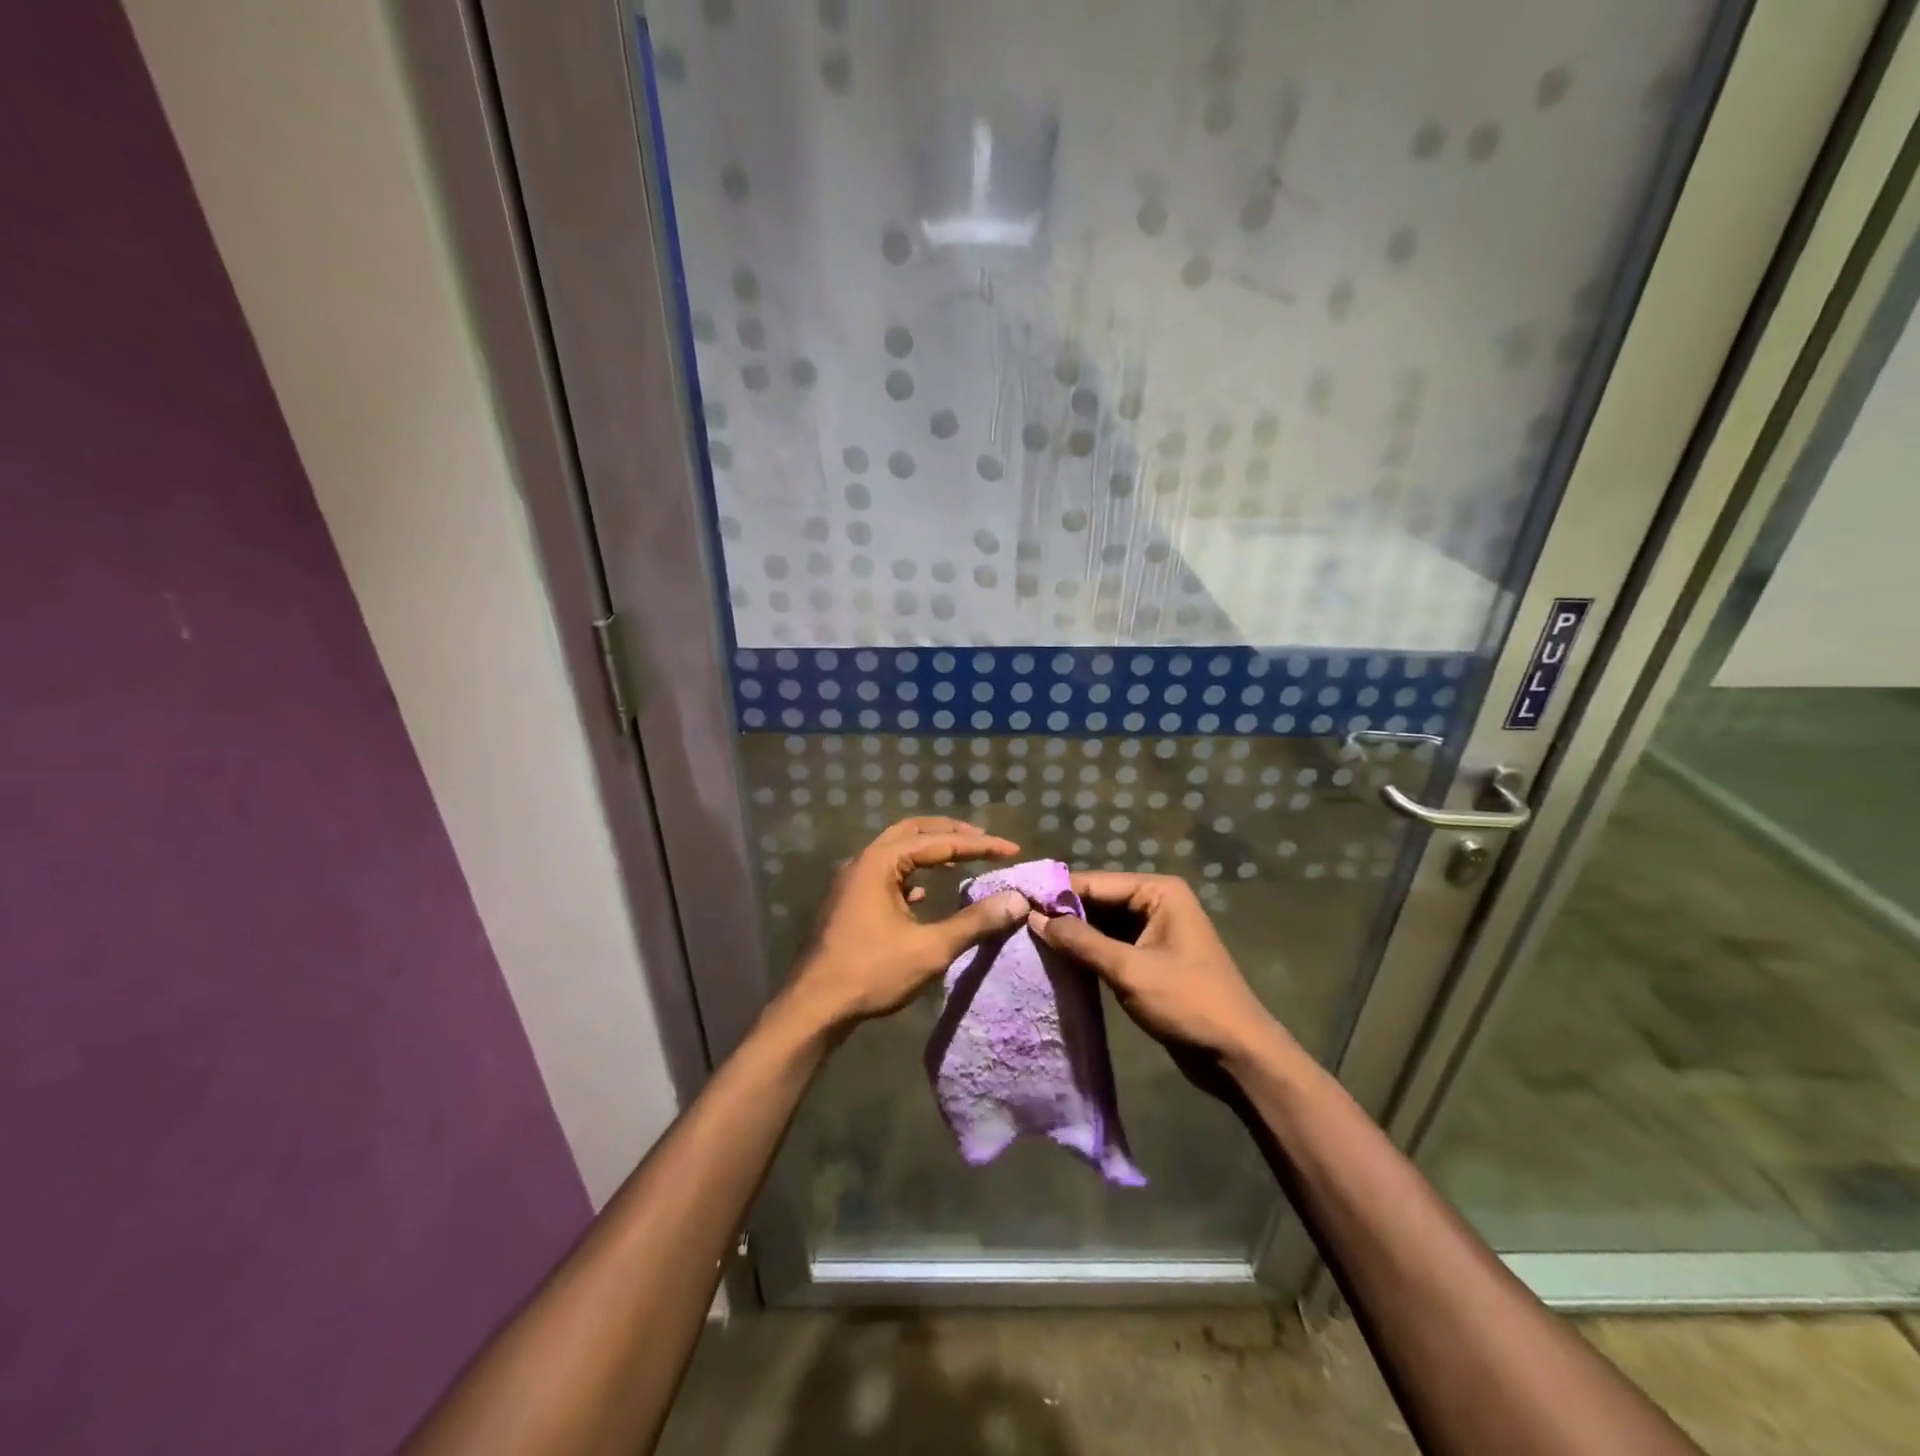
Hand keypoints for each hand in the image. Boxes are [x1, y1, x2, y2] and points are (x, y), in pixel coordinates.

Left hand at [783, 817, 1027, 1030]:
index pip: (939, 842)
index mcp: (881, 862)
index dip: (979, 845)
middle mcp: (864, 862)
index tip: (1011, 849)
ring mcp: (852, 881)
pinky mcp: (849, 902)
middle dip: (950, 833)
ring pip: (896, 852)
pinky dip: (910, 874)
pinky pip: (885, 874)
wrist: (814, 1006)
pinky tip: (923, 893)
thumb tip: (1017, 901)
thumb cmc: (871, 972)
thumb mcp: (930, 948)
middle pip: (913, 832)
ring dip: (929, 851)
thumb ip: (975, 922)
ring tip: (959, 860)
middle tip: (983, 841)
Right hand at [1029, 871, 1288, 1063]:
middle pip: (1097, 901)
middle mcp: (1155, 903)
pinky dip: (1087, 953)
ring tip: (1026, 941)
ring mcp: (1154, 931)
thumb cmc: (1187, 1003)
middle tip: (1015, 924)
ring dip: (1072, 936)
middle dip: (1061, 915)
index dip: (1054, 894)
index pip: (1094, 883)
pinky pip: (1110, 946)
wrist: (1237, 1055)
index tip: (1013, 902)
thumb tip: (1033, 917)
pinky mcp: (1150, 959)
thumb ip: (1080, 941)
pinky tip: (1056, 962)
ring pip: (1101, 925)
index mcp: (1158, 892)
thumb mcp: (1128, 970)